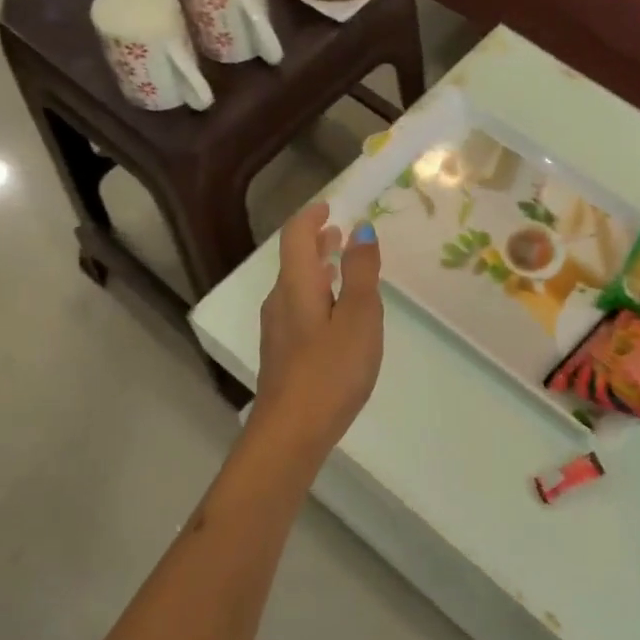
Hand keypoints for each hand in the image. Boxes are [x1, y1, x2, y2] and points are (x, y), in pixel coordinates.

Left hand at [254, 203, 384, 455]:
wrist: (292, 431)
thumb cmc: (331, 370)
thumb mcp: (359, 317)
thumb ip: (362, 273)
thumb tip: (361, 230)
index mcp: (296, 286)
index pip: (296, 236)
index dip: (312, 217)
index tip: (330, 207)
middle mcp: (279, 302)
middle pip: (293, 261)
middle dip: (315, 242)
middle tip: (338, 233)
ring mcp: (277, 331)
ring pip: (295, 287)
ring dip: (316, 270)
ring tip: (340, 268)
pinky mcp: (282, 355)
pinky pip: (298, 309)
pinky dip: (316, 295)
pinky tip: (333, 314)